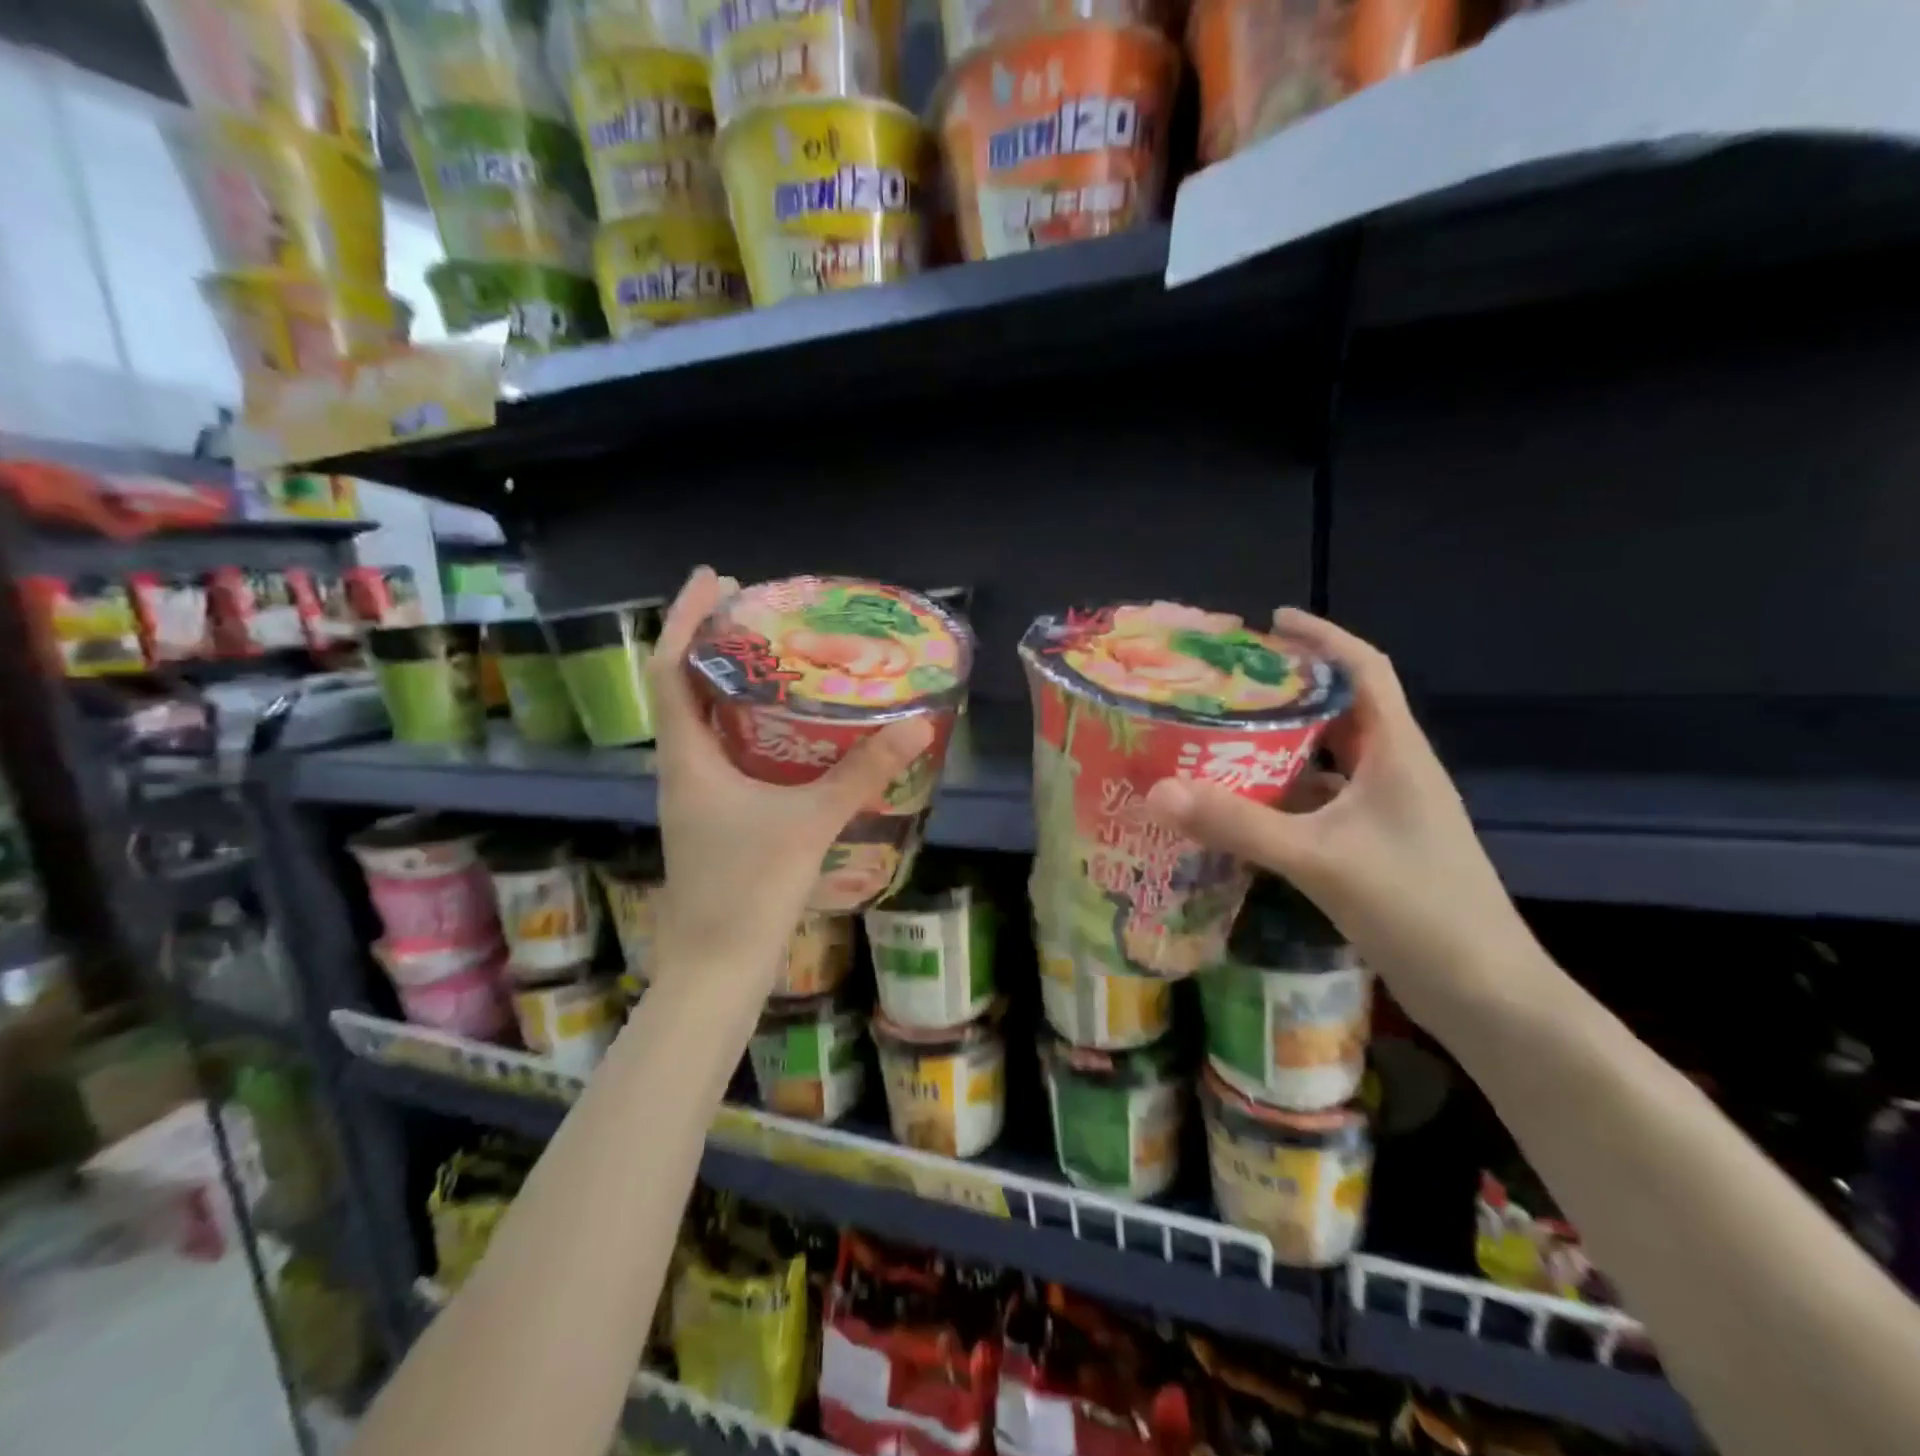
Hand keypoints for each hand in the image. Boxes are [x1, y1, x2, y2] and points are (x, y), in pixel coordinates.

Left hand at [646, 568, 933, 986]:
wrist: (717, 967)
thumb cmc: (748, 889)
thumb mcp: (810, 822)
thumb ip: (862, 772)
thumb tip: (917, 724)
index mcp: (687, 758)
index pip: (669, 670)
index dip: (686, 619)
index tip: (716, 579)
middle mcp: (683, 769)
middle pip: (685, 687)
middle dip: (714, 643)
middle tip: (758, 610)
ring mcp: (698, 796)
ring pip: (706, 722)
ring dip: (731, 683)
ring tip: (776, 657)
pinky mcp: (717, 817)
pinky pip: (727, 752)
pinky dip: (749, 724)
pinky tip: (788, 729)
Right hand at [1144, 609, 1544, 1027]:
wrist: (1487, 995)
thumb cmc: (1417, 908)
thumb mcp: (1319, 858)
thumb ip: (1238, 823)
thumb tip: (1158, 790)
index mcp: (1398, 752)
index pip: (1365, 670)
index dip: (1323, 638)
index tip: (1271, 622)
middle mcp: (1395, 772)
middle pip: (1342, 711)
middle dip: (1289, 690)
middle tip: (1227, 685)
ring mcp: (1387, 813)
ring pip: (1329, 761)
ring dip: (1282, 745)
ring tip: (1222, 736)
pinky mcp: (1375, 848)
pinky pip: (1321, 804)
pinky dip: (1283, 795)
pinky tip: (1242, 806)